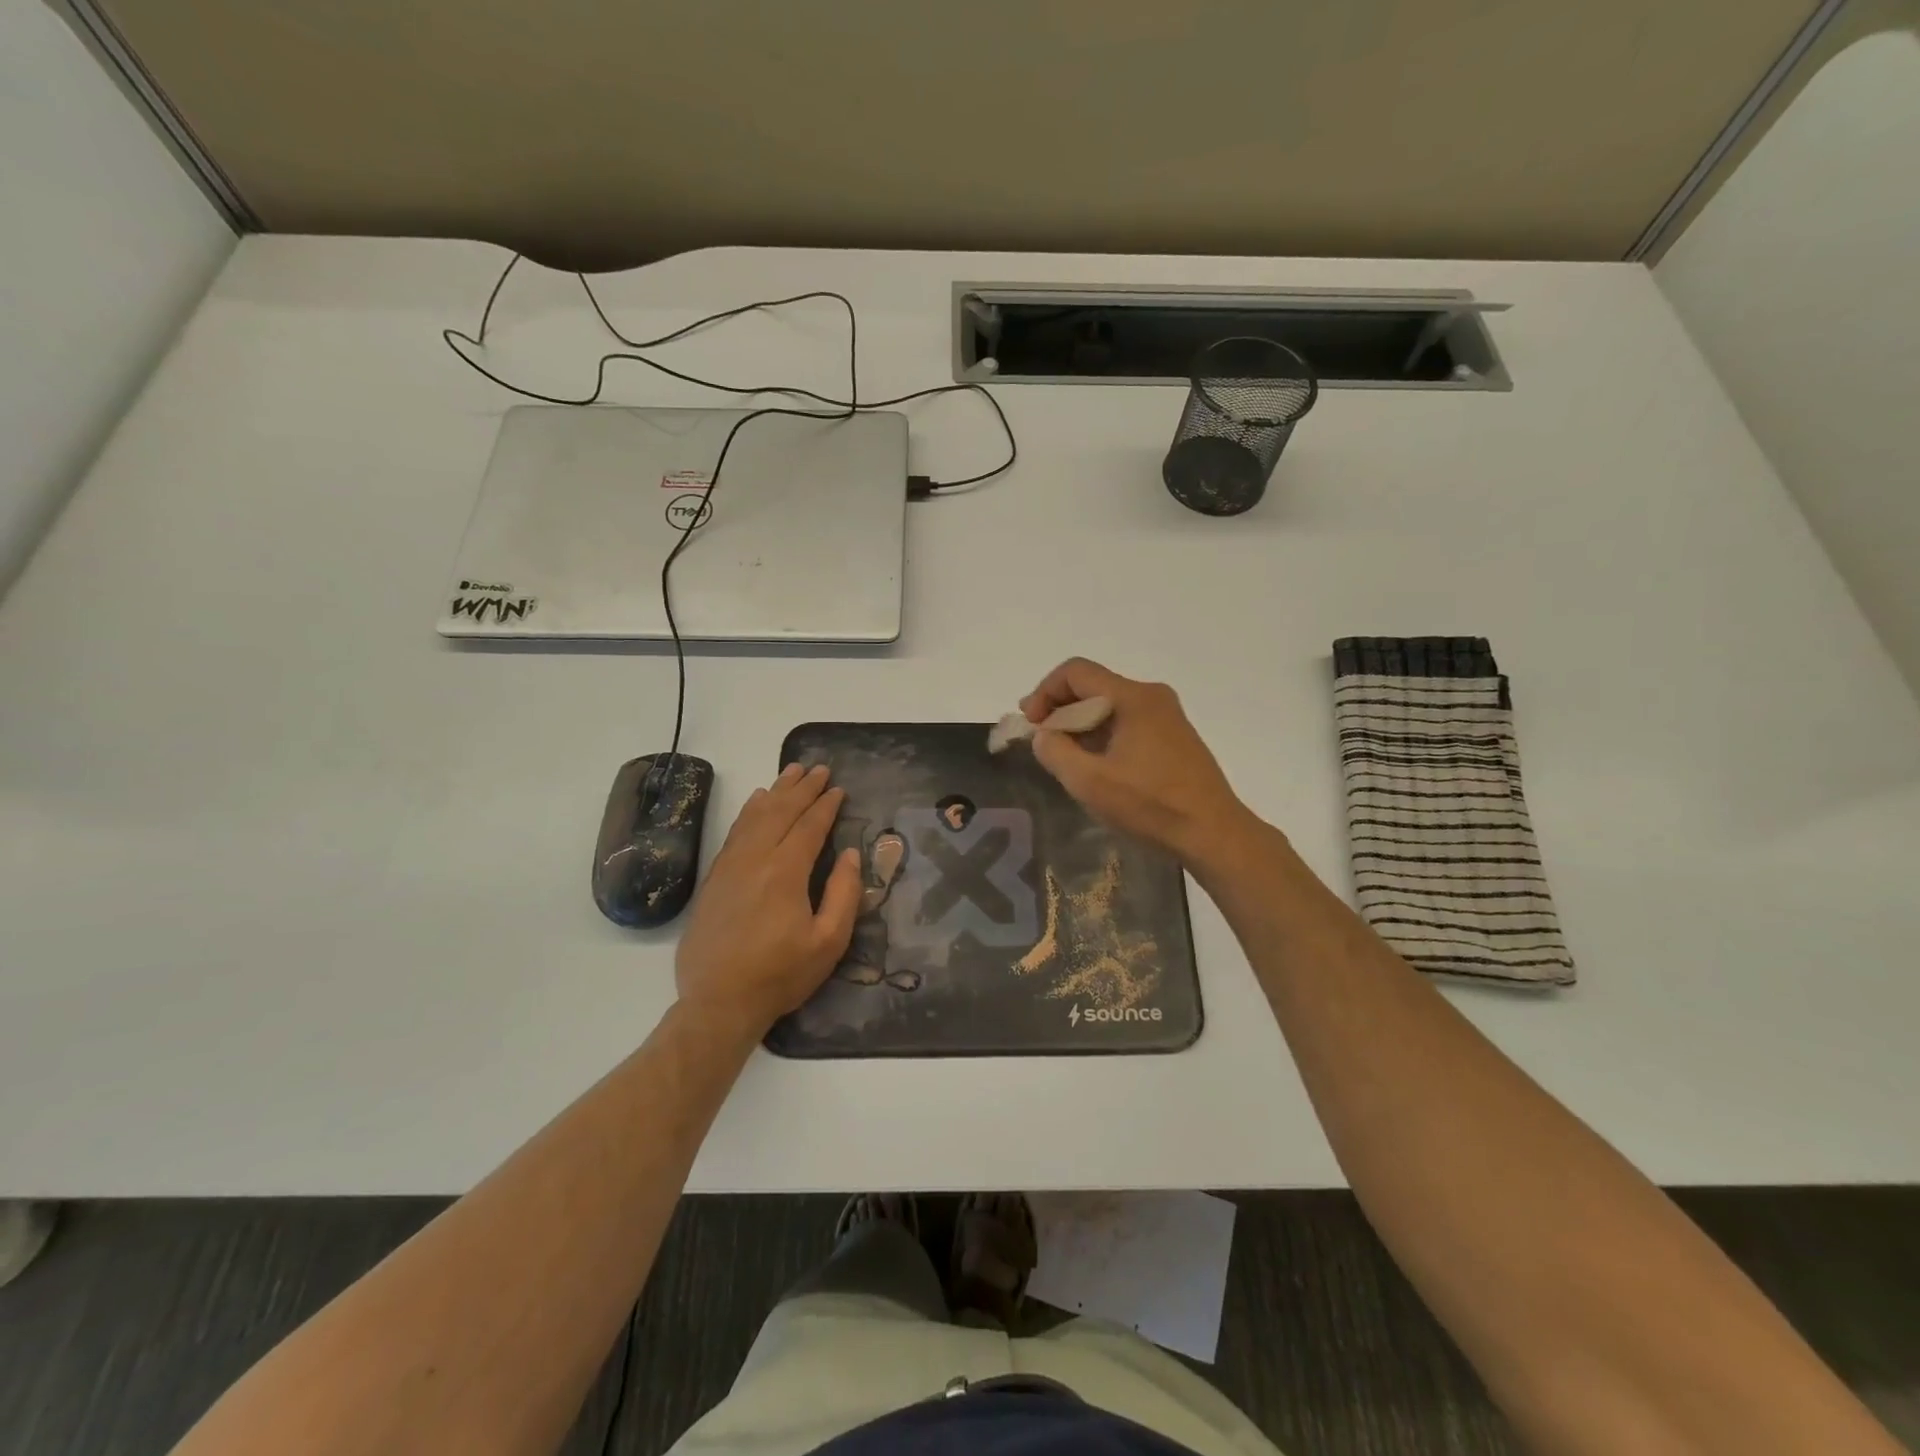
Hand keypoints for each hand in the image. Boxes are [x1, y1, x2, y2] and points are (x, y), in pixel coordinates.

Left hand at [674, 763, 861, 1033]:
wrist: (718, 1002)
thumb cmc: (780, 975)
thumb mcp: (828, 943)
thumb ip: (843, 895)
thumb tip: (849, 855)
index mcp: (785, 872)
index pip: (808, 826)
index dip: (825, 805)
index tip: (837, 788)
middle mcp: (755, 859)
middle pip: (780, 812)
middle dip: (802, 788)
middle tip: (818, 768)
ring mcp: (730, 866)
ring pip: (754, 817)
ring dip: (775, 792)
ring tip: (790, 772)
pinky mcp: (714, 878)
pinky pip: (735, 832)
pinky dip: (749, 811)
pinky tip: (756, 802)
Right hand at [1020, 657, 1250, 865]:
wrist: (1213, 833)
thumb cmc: (1151, 805)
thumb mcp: (1089, 782)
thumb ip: (1055, 751)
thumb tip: (1044, 734)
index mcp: (1133, 698)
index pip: (1076, 672)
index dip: (1045, 692)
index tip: (1031, 724)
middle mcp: (1152, 696)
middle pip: (1093, 686)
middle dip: (1060, 710)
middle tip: (1042, 742)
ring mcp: (1167, 716)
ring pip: (1109, 706)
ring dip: (1080, 725)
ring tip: (1065, 758)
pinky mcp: (1174, 737)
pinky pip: (1127, 722)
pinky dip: (1102, 735)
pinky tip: (1096, 766)